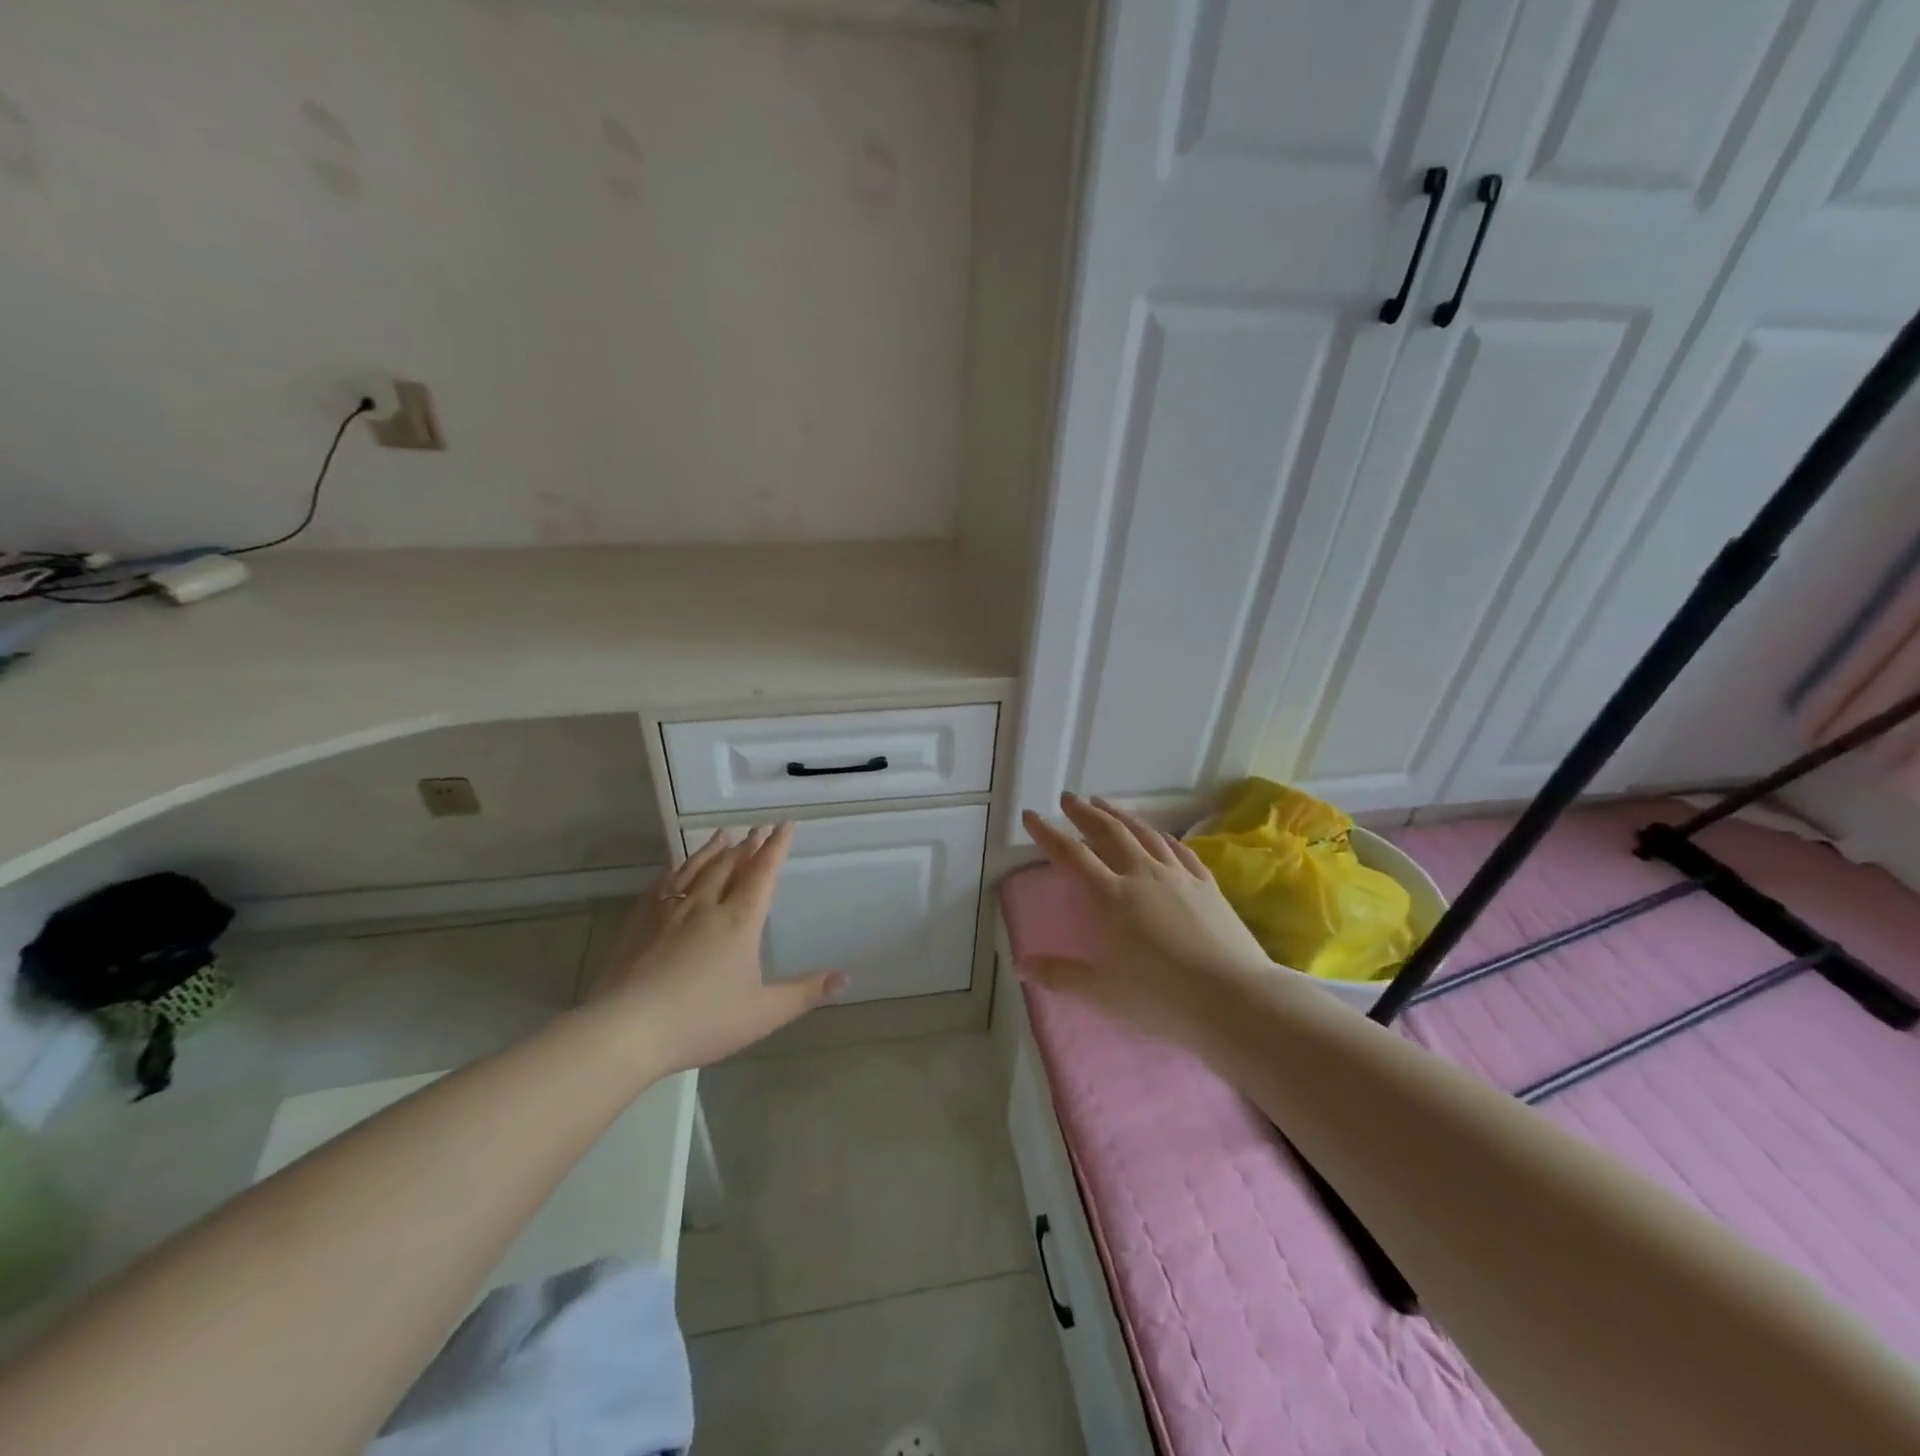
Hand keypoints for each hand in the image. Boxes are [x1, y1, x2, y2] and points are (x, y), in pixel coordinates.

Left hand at [586, 824, 845, 1071]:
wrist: (627, 1029)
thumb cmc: (701, 1021)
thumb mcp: (763, 1013)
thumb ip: (805, 993)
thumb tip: (846, 979)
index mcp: (739, 921)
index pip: (762, 874)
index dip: (776, 848)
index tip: (784, 826)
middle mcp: (706, 906)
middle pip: (730, 865)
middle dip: (747, 845)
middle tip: (757, 829)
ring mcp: (669, 911)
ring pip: (695, 869)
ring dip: (713, 850)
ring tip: (723, 835)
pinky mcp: (639, 922)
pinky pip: (663, 885)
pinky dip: (676, 870)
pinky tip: (676, 869)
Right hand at [1019, 794, 1271, 1045]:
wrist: (1235, 999)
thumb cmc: (1163, 997)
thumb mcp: (1103, 992)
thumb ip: (1059, 975)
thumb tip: (1019, 966)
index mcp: (1111, 897)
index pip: (1071, 855)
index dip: (1047, 833)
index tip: (1031, 815)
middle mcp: (1142, 875)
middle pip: (1108, 832)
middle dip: (1084, 813)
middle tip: (1068, 798)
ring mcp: (1178, 876)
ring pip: (1144, 833)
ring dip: (1120, 815)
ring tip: (1104, 804)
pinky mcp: (1207, 884)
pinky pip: (1179, 849)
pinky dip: (1162, 836)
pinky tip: (1158, 834)